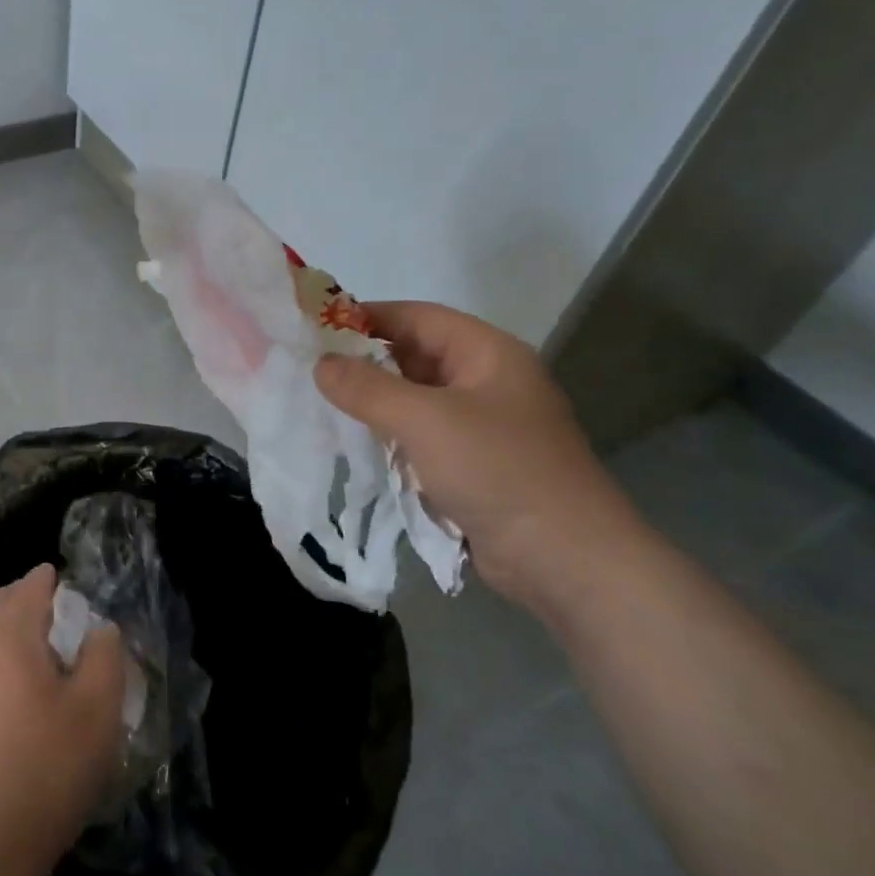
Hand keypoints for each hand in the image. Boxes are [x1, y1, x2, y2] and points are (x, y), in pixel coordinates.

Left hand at [0, 565, 125, 875]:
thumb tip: (99, 628)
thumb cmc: (40, 773)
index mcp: (8, 633)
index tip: (85, 603)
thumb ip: (104, 657)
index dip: (61, 584)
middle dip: (32, 601)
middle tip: (68, 624)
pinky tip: (19, 700)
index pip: (33, 583)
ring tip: (48, 662)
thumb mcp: (96, 714)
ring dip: (14, 634)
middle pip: (2, 603)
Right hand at [314, 301, 643, 612]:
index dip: (367, 316)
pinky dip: (389, 434)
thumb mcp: (425, 421)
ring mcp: (482, 425)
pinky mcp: (473, 464)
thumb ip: (367, 388)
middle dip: (365, 361)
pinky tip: (357, 442)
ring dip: (374, 400)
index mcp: (487, 353)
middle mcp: (486, 381)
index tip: (316, 326)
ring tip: (322, 402)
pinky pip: (421, 435)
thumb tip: (321, 363)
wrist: (564, 559)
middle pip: (416, 356)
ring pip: (415, 398)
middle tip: (310, 368)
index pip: (418, 317)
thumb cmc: (497, 470)